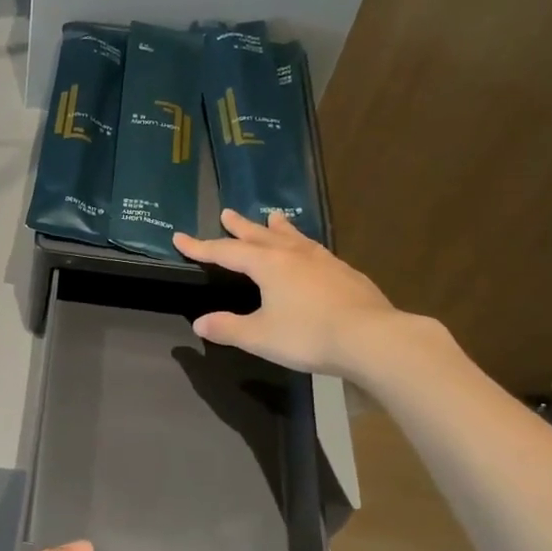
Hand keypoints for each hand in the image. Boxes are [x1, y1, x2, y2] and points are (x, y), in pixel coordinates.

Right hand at [173, 209, 432, 381]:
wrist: (371, 338)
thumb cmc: (308, 335)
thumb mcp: (259, 336)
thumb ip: (228, 328)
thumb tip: (200, 322)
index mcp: (269, 265)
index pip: (226, 252)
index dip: (201, 247)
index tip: (180, 237)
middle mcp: (294, 255)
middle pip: (260, 236)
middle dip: (240, 227)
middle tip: (227, 212)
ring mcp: (323, 262)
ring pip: (293, 238)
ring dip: (277, 228)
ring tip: (272, 217)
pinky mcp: (345, 274)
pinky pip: (315, 250)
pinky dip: (303, 244)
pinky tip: (310, 251)